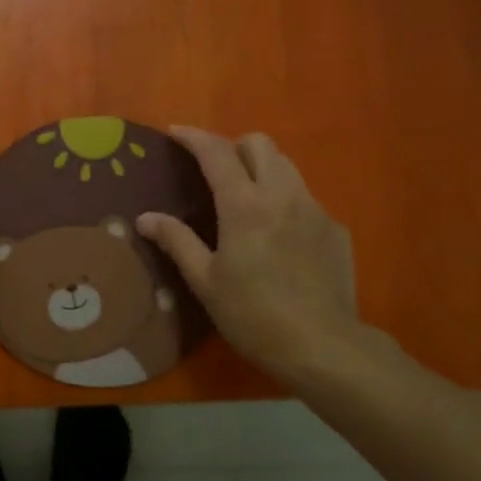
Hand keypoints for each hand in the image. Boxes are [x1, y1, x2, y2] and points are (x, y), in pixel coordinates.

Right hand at [137, 127, 361, 384]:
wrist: (323, 347)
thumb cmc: (253, 315)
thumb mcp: (205, 281)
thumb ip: (176, 241)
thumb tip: (145, 217)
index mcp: (244, 205)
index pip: (217, 152)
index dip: (193, 137)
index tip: (175, 133)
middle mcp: (282, 195)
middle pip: (259, 143)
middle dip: (233, 146)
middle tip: (214, 170)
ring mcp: (314, 209)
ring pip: (286, 165)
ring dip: (261, 168)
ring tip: (245, 196)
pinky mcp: (335, 228)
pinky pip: (305, 197)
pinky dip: (284, 199)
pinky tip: (277, 233)